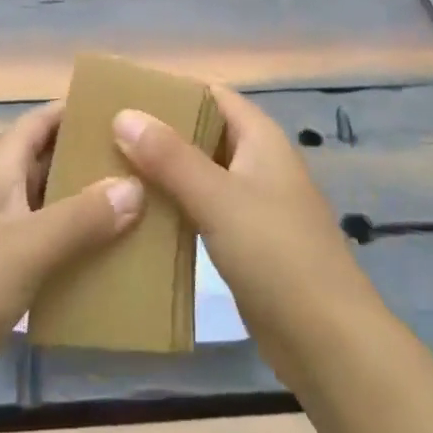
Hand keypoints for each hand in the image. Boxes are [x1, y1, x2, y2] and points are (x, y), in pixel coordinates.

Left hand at [0, 103, 143, 408]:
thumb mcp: (25, 248)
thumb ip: (80, 218)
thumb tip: (135, 186)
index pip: (37, 124)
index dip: (71, 110)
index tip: (117, 108)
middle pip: (48, 165)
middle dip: (89, 160)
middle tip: (142, 162)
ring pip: (51, 209)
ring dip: (87, 207)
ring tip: (139, 208)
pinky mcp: (1, 280)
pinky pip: (48, 251)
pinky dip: (76, 250)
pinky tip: (110, 262)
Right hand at [114, 85, 378, 389]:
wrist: (328, 342)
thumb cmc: (277, 255)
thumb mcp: (219, 199)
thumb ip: (170, 157)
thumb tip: (123, 114)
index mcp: (261, 138)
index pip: (211, 95)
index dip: (170, 90)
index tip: (122, 95)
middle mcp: (258, 162)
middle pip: (203, 132)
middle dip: (159, 132)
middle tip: (105, 134)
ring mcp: (253, 204)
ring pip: (200, 173)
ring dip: (163, 171)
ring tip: (110, 170)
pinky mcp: (245, 241)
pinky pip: (202, 209)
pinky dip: (174, 205)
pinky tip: (138, 214)